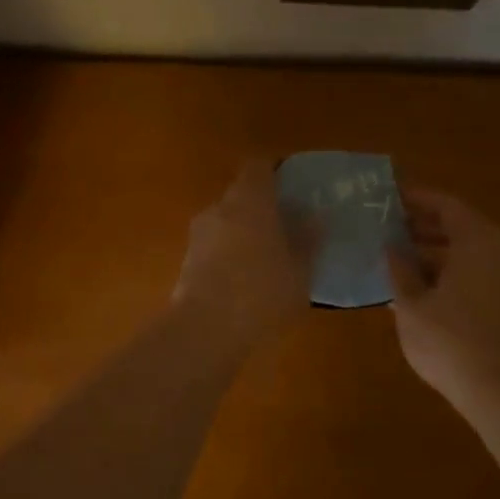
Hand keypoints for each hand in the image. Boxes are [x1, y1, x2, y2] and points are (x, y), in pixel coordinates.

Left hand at [172, 161, 313, 344]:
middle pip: (241, 196)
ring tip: (267, 259)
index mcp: (249, 200)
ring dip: (243, 234)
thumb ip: (307, 241)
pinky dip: (228, 256)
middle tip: (286, 228)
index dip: (274, 173)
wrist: (205, 331)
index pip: (259, 167)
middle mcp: (219, 209)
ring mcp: (198, 235)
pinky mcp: (186, 262)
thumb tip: (313, 219)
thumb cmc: (262, 292)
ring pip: (226, 223)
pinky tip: (245, 282)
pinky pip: (213, 248)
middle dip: (261, 208)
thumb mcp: (300, 271)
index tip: (292, 188)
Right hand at [388, 187, 499, 418]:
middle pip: (462, 227)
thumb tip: (392, 249)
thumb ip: (400, 271)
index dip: (417, 200)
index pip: (446, 206)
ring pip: (473, 254)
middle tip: (392, 230)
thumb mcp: (411, 306)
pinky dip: (456, 273)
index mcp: (477, 242)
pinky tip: (428, 291)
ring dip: (439, 253)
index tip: (391, 199)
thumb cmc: (450, 342)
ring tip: (403, 262)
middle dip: (426, 227)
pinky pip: (482, 274)